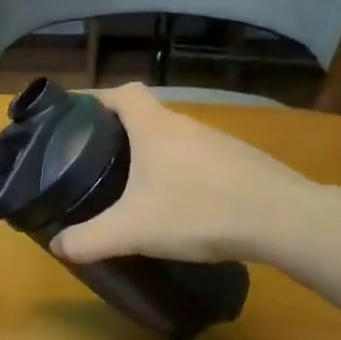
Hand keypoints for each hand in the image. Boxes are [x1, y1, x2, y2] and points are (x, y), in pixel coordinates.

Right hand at [49, 84, 314, 265]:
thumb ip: (90, 239)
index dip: (97, 99)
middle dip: (119, 134)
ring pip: (175, 140)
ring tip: (134, 186)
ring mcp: (219, 143)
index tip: (77, 119)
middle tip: (96, 162)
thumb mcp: (133, 230)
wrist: (283, 220)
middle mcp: (186, 125)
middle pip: (146, 116)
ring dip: (153, 155)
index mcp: (155, 127)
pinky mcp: (242, 164)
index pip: (122, 92)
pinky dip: (183, 173)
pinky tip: (180, 204)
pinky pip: (200, 160)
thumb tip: (57, 247)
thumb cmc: (198, 211)